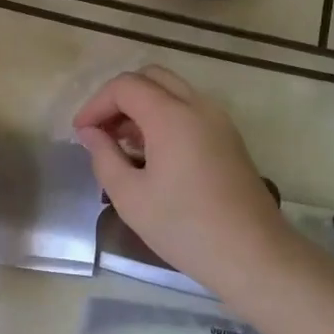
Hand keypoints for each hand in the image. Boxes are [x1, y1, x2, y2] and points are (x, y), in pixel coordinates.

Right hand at [73, 66, 293, 294]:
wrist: (253, 255)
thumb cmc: (184, 227)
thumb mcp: (130, 196)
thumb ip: (104, 156)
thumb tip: (90, 133)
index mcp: (171, 115)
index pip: (125, 86)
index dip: (96, 104)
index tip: (81, 133)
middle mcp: (198, 106)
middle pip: (151, 78)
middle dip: (119, 98)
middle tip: (101, 132)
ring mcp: (219, 120)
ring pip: (172, 92)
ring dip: (143, 107)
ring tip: (122, 145)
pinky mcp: (229, 138)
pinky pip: (190, 110)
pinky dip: (164, 117)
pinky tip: (152, 154)